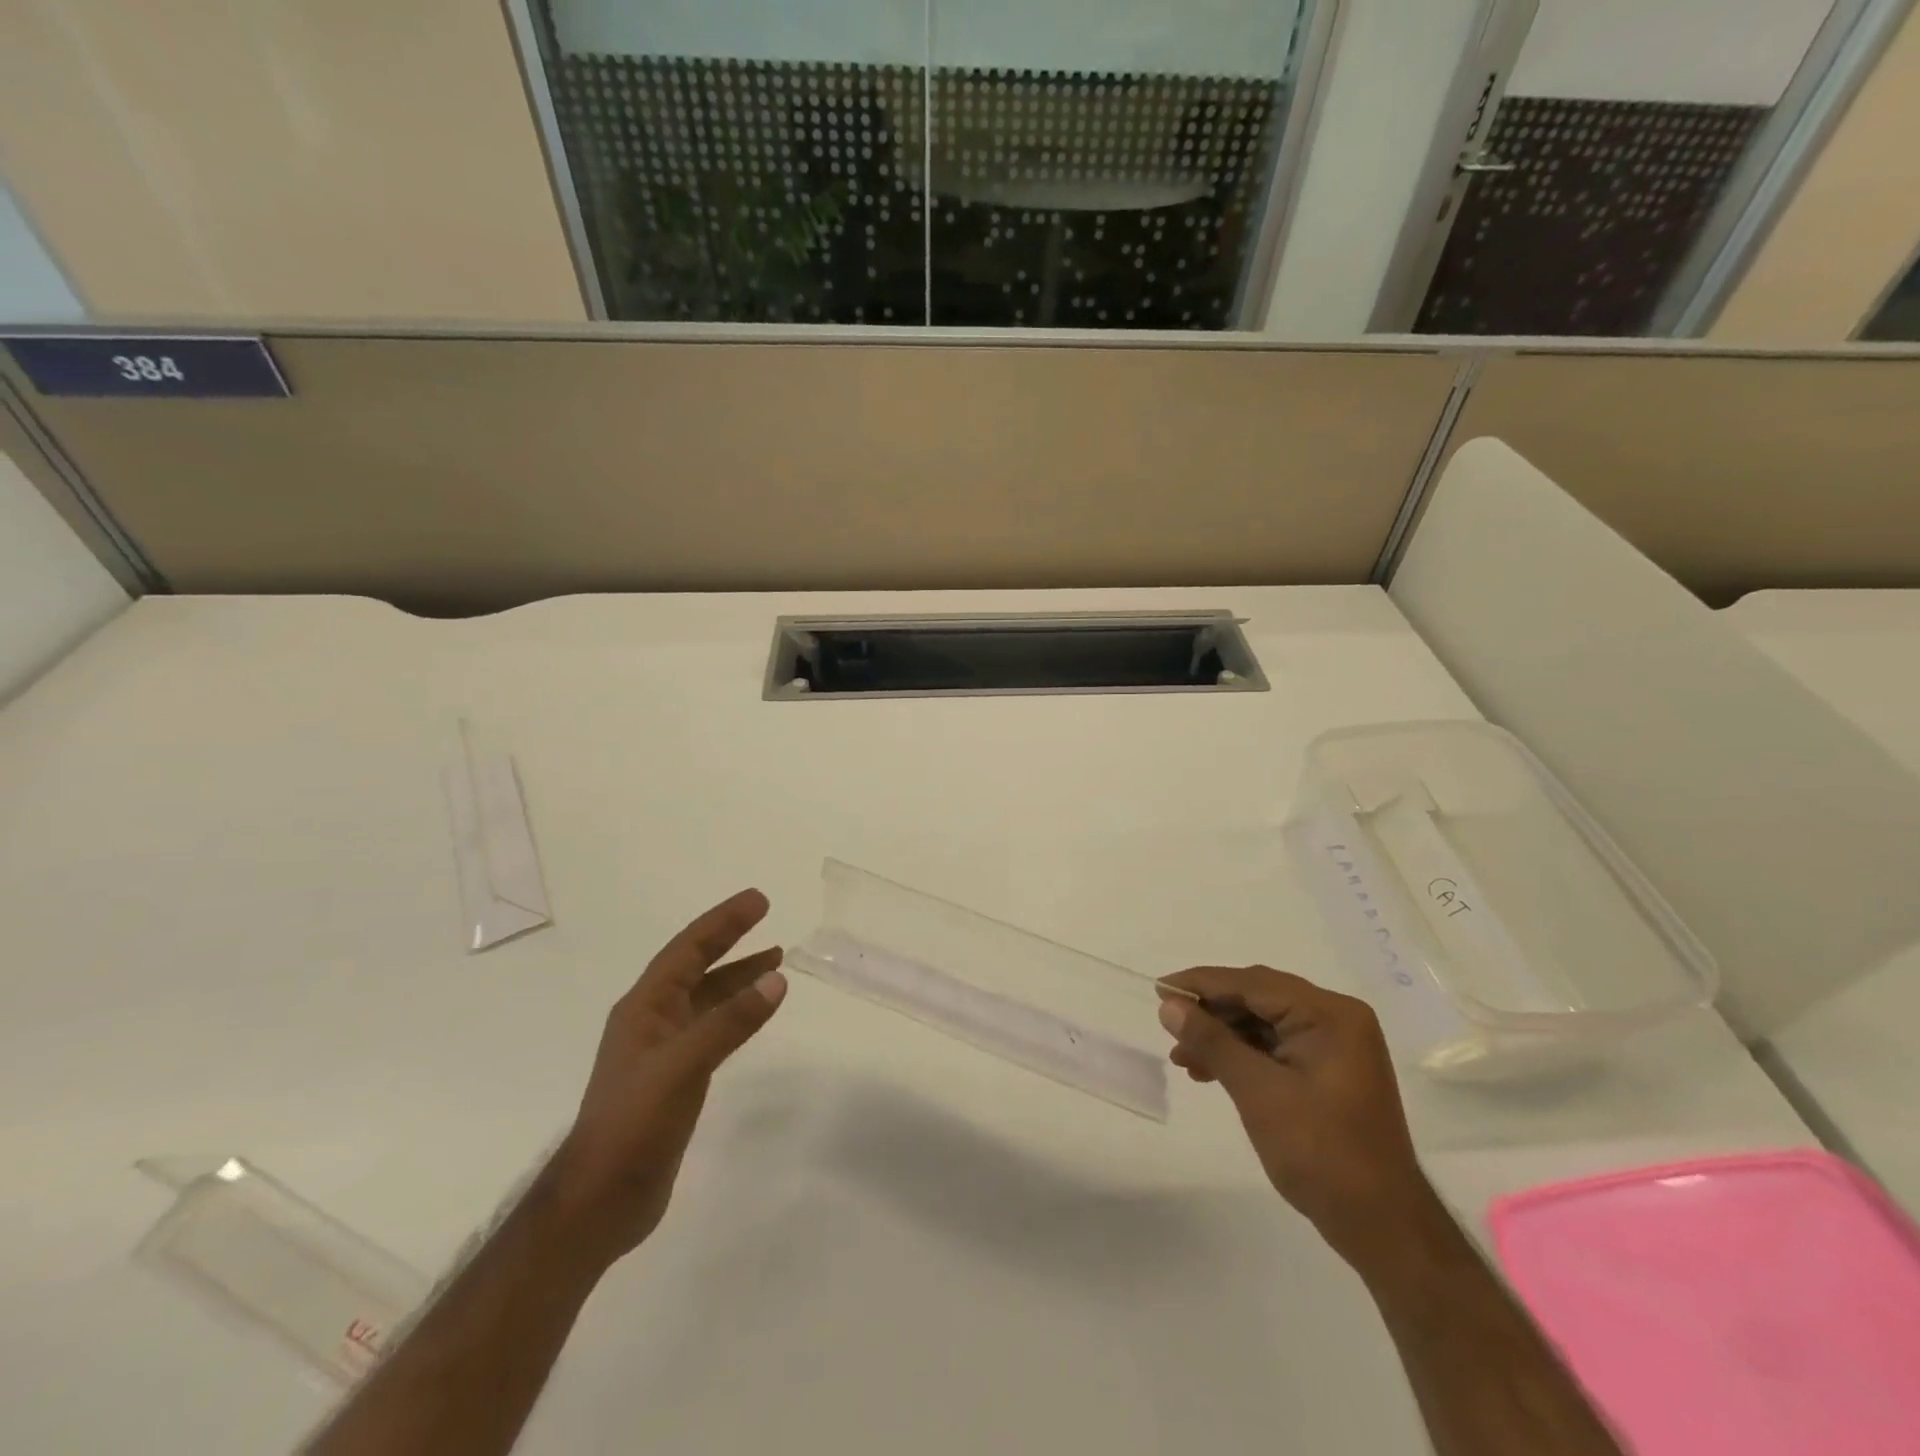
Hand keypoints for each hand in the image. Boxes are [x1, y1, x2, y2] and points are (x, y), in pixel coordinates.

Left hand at [545, 889, 787, 1267]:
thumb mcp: (683, 1066)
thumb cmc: (634, 1124)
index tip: (758, 900)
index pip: (688, 949)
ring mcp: (663, 1049)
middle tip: (766, 916)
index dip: (723, 922)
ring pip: (707, 997)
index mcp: (645, 1007)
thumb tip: (775, 979)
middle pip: (696, 966)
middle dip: (730, 940)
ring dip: (738, 976)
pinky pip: (713, 1027)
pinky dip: (737, 1012)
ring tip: (775, 960)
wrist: (601, 1201)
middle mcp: (652, 1019)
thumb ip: (730, 1022)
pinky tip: (755, 1013)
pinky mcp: (675, 1077)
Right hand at [1158, 966, 1438, 1270]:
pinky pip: (1275, 1046)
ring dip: (1222, 1036)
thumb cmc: (1321, 1153)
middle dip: (1210, 1011)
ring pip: (1263, 1023)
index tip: (1160, 987)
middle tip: (1168, 1021)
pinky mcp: (1328, 1070)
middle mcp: (1336, 1019)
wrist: (1382, 1227)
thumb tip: (1169, 1005)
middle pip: (1258, 998)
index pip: (1253, 984)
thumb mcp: (1258, 1092)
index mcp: (1329, 1014)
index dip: (1202, 984)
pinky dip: (1242, 1055)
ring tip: (1182, 1057)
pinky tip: (1209, 1071)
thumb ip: (1212, 1041)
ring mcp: (1335, 1046)